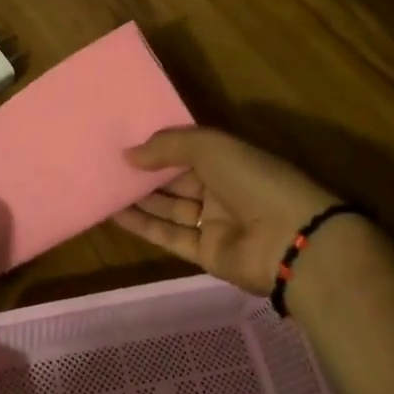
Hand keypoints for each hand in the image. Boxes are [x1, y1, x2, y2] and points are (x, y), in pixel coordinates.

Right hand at [113, 127, 337, 294]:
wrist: (290, 240)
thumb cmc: (253, 180)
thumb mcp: (210, 147)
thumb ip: (167, 146)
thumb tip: (127, 154)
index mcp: (228, 159)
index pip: (187, 149)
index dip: (158, 146)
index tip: (123, 141)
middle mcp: (221, 188)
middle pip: (175, 179)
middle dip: (145, 172)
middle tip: (106, 164)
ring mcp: (214, 222)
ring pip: (169, 207)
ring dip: (138, 198)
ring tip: (103, 186)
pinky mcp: (205, 252)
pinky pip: (169, 235)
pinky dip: (143, 225)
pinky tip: (115, 213)